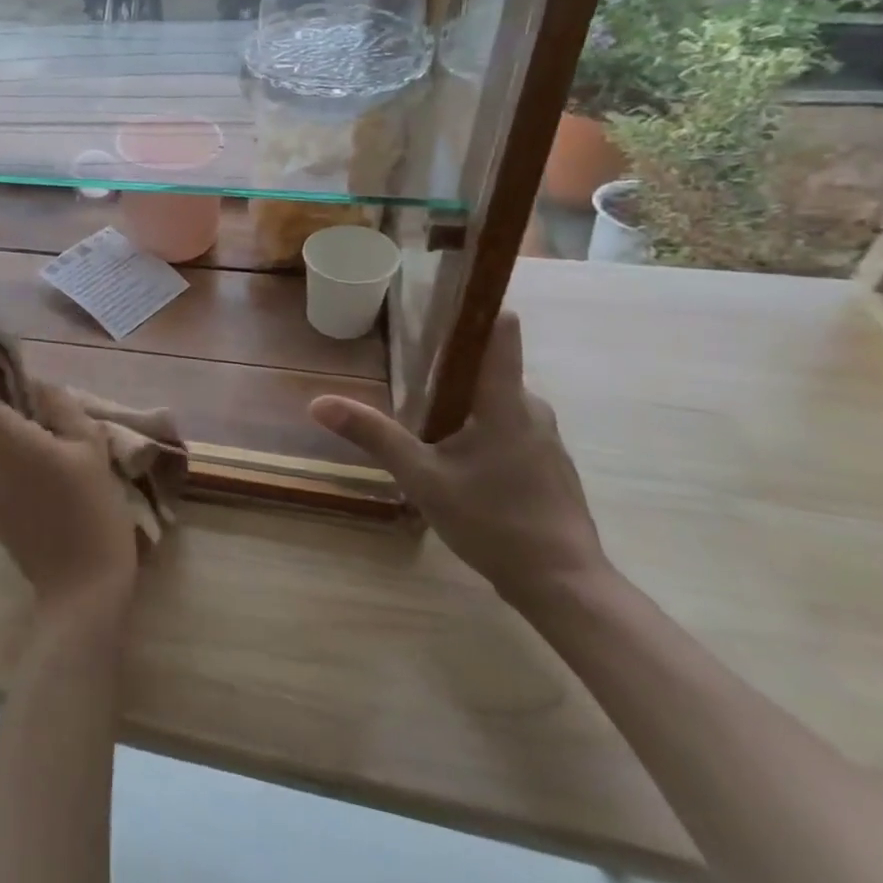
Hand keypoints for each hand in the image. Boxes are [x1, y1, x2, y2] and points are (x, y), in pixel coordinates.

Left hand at [0, 368, 139, 613]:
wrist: (81, 589)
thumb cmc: (90, 508)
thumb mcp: (90, 446)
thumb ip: (61, 406)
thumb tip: (39, 387)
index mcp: (0, 436)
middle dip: (15, 413)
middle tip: (58, 427)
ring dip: (18, 442)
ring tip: (62, 461)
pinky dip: (16, 468)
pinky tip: (52, 488)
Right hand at [309, 313, 608, 606]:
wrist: (565, 587)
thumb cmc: (495, 522)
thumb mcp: (422, 478)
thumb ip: (373, 436)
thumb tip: (318, 402)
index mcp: (506, 402)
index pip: (500, 331)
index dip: (475, 307)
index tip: (440, 295)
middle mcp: (532, 410)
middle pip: (487, 368)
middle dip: (447, 365)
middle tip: (402, 367)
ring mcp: (544, 440)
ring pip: (495, 402)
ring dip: (461, 402)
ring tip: (419, 414)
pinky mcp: (546, 466)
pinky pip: (507, 428)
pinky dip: (478, 429)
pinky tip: (452, 458)